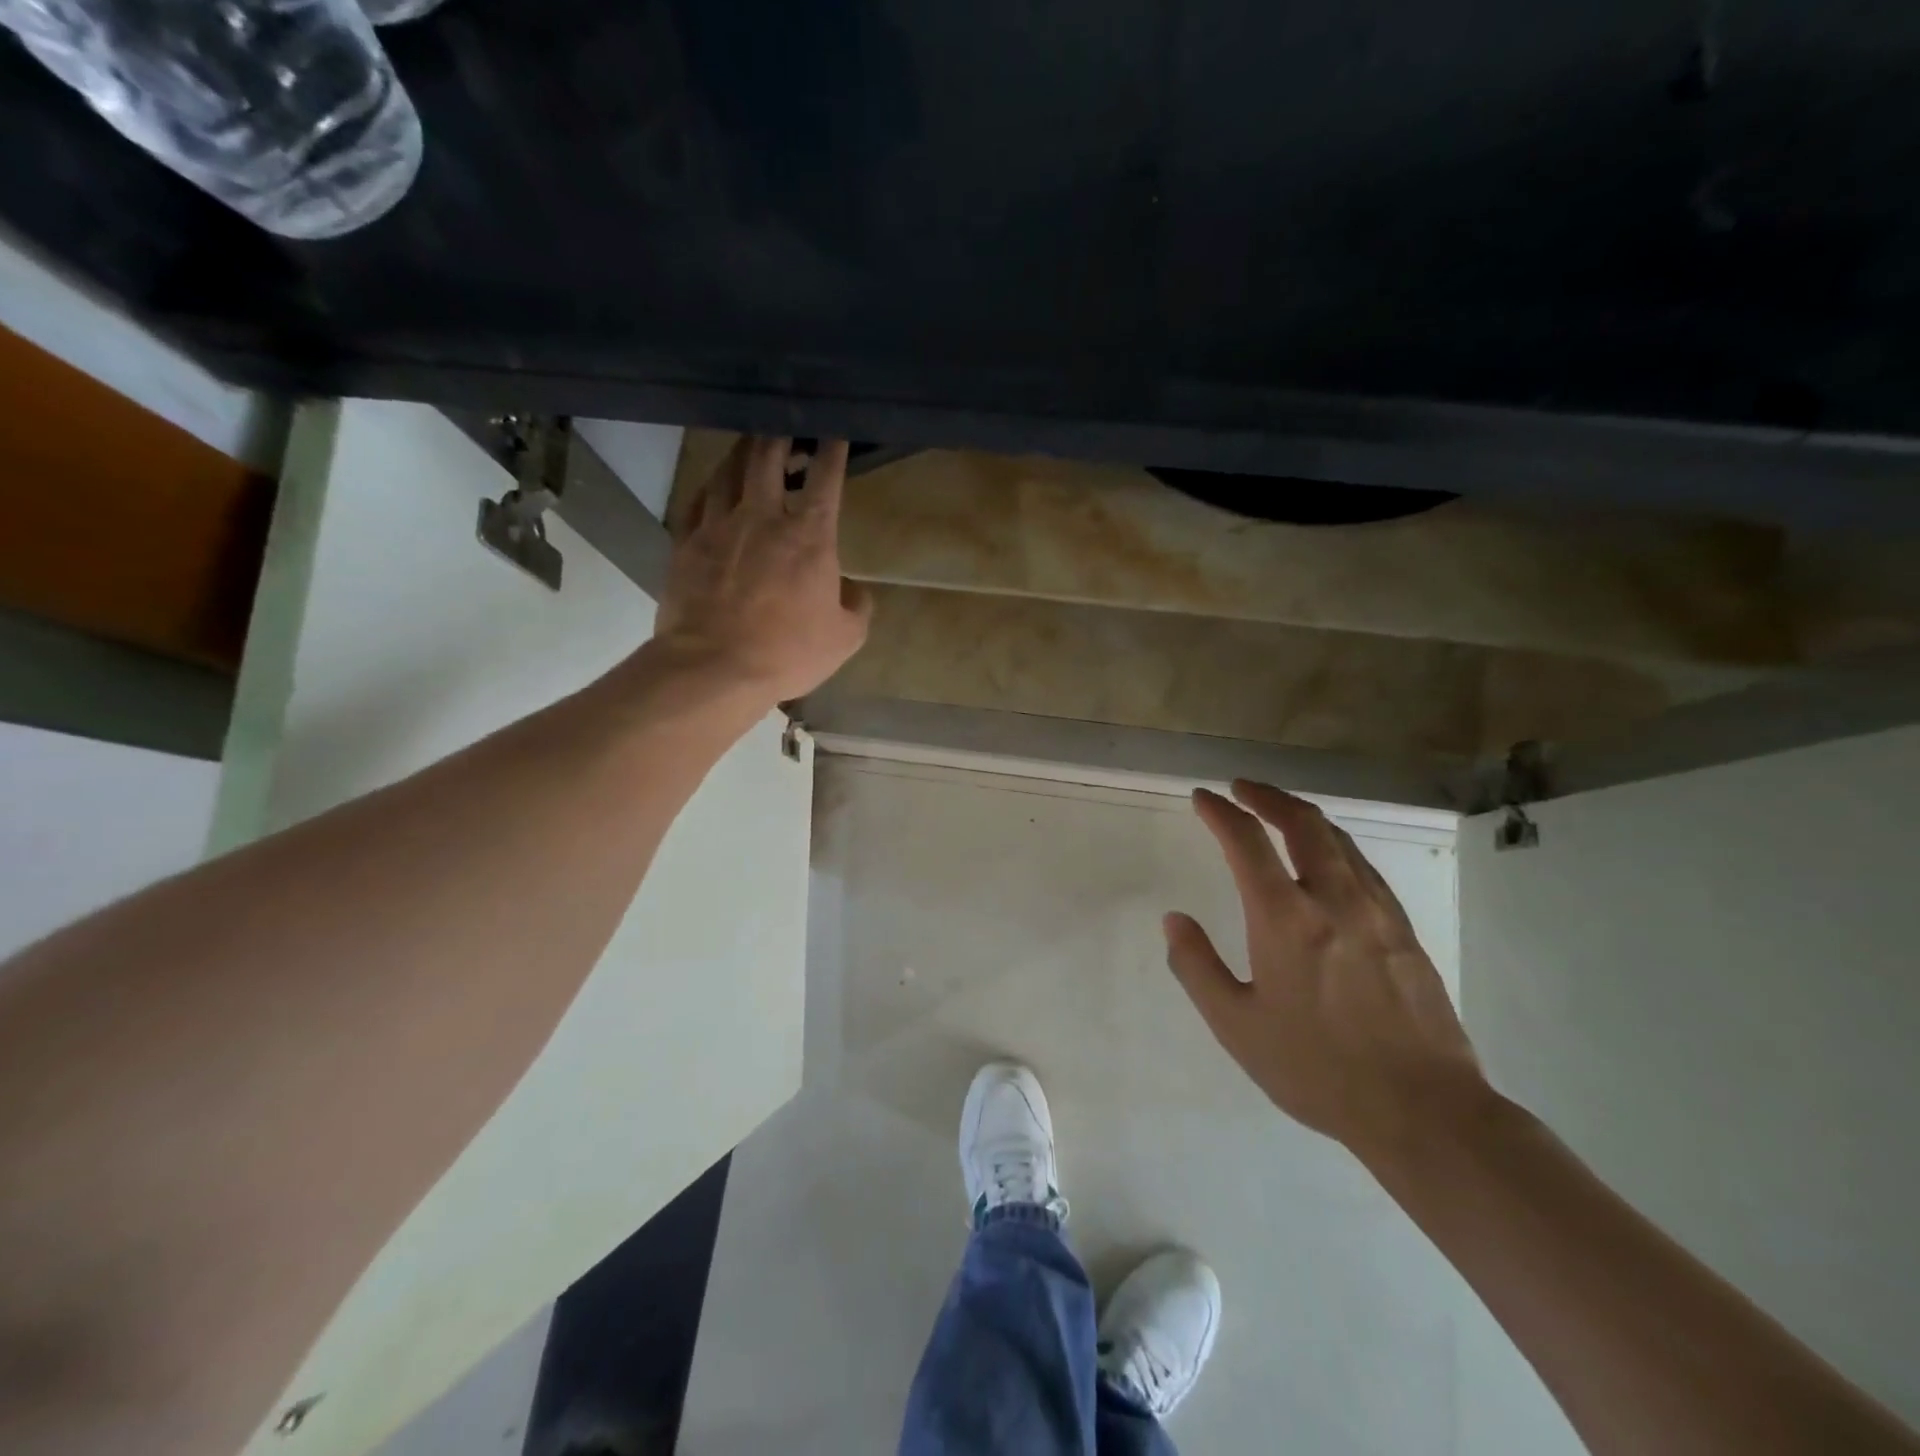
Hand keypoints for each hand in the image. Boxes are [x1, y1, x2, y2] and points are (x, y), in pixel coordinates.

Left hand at [653, 436, 872, 703]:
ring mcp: (719, 526)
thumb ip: (856, 606)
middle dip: (780, 432)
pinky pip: (698, 500)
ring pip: (729, 471)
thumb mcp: (845, 638)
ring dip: (743, 451)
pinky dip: (711, 485)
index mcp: (810, 536)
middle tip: (785, 422)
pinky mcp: (687, 543)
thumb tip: (851, 589)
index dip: (832, 448)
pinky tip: (715, 485)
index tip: (834, 430)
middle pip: (768, 456)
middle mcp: (763, 517)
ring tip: (751, 443)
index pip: (825, 478)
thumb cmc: (788, 652)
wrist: (715, 667)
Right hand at [1166, 781, 1487, 1157]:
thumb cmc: (1317, 1069)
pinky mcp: (1404, 930)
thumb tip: (1174, 920)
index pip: (1247, 841)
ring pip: (1339, 840)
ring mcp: (1376, 911)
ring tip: (1280, 813)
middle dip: (1267, 796)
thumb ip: (1197, 966)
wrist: (1424, 1110)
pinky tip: (1328, 859)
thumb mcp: (1236, 1025)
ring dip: (1303, 816)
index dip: (1220, 812)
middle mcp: (1333, 899)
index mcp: (1285, 918)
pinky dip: (1335, 845)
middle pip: (1302, 823)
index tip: (1202, 797)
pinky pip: (1363, 867)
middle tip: (1242, 788)